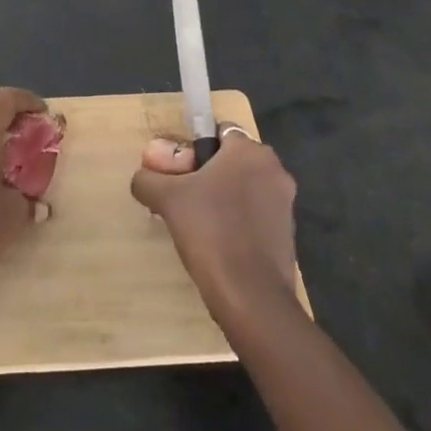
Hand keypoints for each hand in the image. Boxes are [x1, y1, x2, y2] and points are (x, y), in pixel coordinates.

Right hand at [131, 125, 299, 325]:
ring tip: (195, 224)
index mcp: (250, 152)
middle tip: (181, 198)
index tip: (178, 172)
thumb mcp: (166, 199)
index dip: (194, 148)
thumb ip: (148, 180)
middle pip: (230, 161)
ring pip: (243, 189)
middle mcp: (274, 170)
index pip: (218, 131)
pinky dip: (236, 222)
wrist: (251, 298)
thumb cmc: (210, 231)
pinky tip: (216, 244)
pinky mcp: (288, 235)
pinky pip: (254, 215)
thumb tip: (142, 178)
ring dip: (220, 198)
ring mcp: (285, 205)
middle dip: (205, 174)